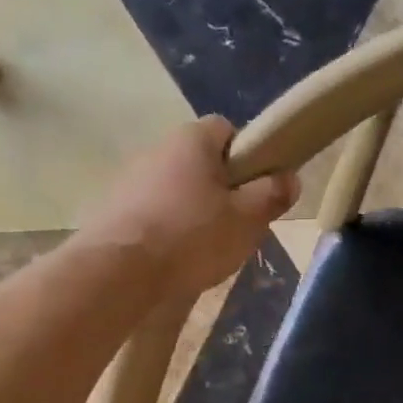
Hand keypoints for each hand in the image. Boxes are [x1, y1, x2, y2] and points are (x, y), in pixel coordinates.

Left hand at [80, 117, 298, 299]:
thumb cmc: (191, 237)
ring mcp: (130, 179)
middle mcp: (158, 148)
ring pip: (176, 191)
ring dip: (193, 214)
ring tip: (203, 251)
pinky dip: (167, 231)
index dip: (248, 157)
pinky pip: (153, 214)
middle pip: (201, 163)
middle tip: (235, 227)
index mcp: (192, 139)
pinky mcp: (114, 210)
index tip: (255, 190)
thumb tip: (289, 178)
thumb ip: (271, 196)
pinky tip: (173, 260)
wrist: (119, 271)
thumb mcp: (246, 219)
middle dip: (221, 191)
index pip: (227, 130)